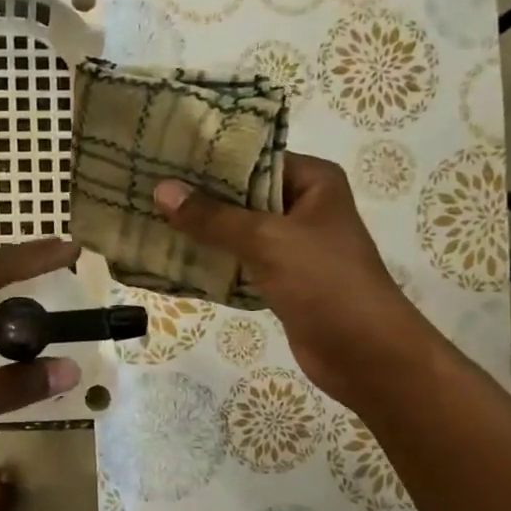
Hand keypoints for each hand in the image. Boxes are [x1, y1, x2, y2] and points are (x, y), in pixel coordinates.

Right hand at [154, 155, 417, 407]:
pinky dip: (212, 262)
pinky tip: (172, 259)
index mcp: (313, 182)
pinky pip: (239, 263)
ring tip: (148, 219)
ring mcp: (293, 246)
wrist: (366, 354)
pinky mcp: (282, 280)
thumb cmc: (326, 283)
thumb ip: (213, 217)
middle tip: (144, 188)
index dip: (209, 158)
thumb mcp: (267, 241)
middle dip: (198, 197)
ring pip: (237, 231)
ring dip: (201, 232)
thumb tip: (161, 190)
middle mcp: (303, 207)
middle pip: (242, 194)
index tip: (162, 155)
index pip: (254, 157)